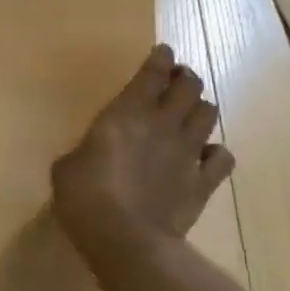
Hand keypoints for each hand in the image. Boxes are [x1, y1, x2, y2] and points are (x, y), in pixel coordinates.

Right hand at [51, 45, 234, 267]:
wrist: (124, 238)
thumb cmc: (83, 196)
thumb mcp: (67, 167)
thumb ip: (86, 150)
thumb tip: (92, 153)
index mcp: (125, 114)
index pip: (152, 73)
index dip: (160, 58)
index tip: (162, 52)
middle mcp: (163, 124)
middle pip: (189, 86)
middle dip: (185, 78)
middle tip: (177, 81)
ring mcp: (187, 152)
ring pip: (209, 114)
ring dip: (200, 109)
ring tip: (190, 114)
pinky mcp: (202, 182)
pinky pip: (223, 157)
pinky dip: (215, 152)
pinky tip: (204, 156)